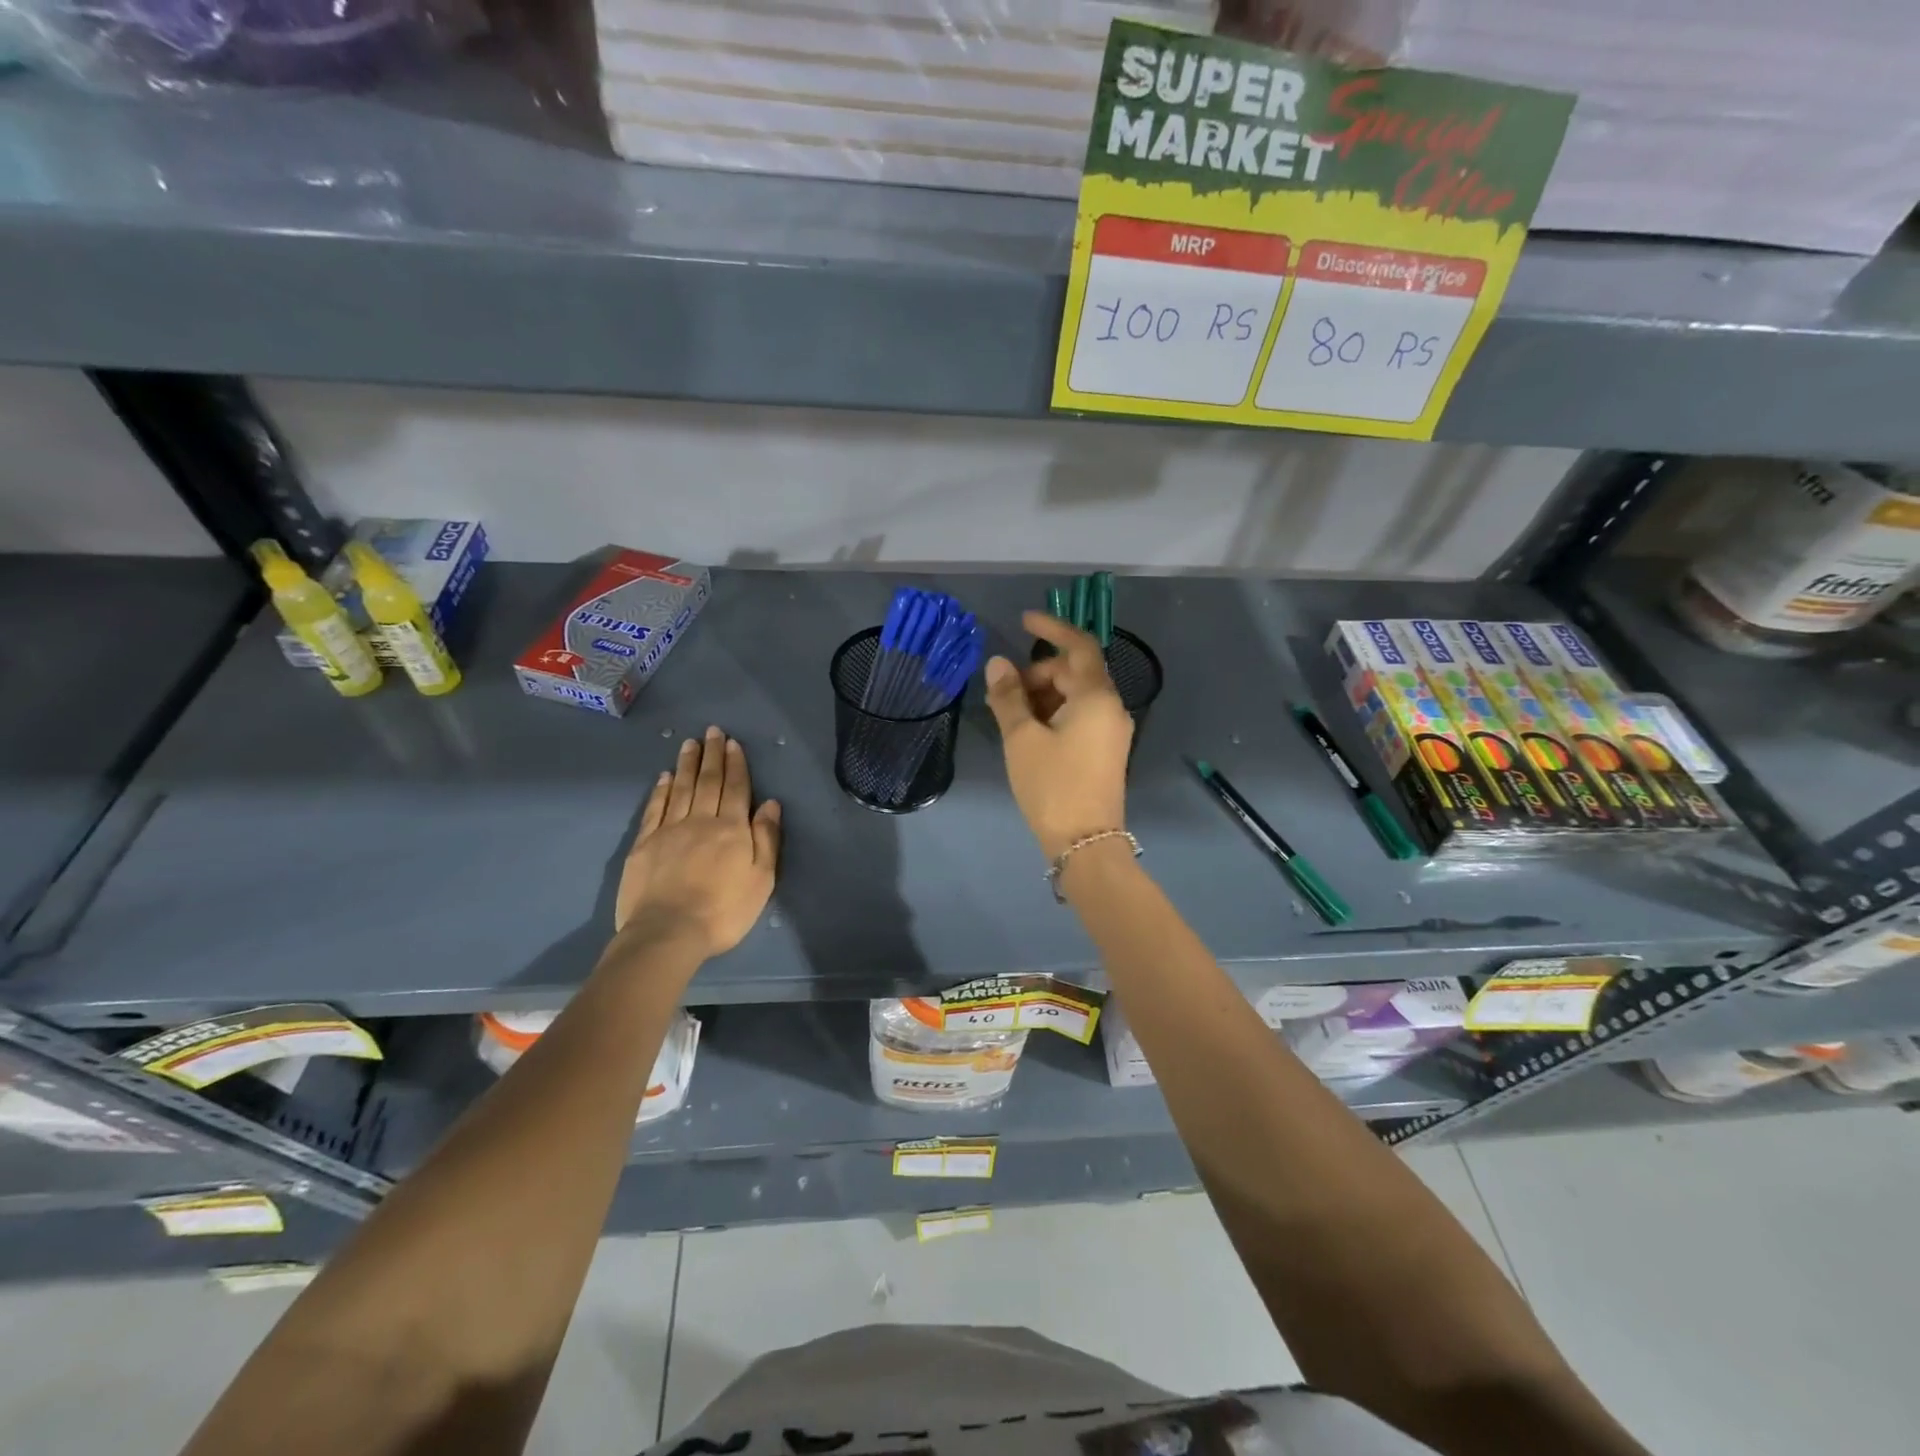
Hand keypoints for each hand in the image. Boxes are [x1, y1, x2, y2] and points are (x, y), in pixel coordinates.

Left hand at [615, 726, 781, 959]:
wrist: (667, 933)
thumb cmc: (723, 911)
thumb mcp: (761, 880)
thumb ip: (767, 839)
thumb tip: (771, 804)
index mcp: (732, 829)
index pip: (736, 788)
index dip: (736, 764)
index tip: (733, 743)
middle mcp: (701, 821)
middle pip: (708, 782)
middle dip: (712, 755)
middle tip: (712, 731)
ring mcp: (669, 830)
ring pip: (680, 789)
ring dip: (686, 764)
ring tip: (690, 743)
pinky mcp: (644, 844)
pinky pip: (655, 809)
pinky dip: (661, 790)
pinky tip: (664, 777)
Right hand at [983, 612, 1132, 860]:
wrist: (1085, 843)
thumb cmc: (1052, 785)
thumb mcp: (1021, 739)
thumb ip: (1008, 697)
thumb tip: (997, 664)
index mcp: (1096, 697)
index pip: (1079, 646)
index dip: (1052, 628)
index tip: (1024, 621)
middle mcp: (1111, 708)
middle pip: (1074, 672)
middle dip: (1038, 673)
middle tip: (1004, 691)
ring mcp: (1112, 731)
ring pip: (1076, 696)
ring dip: (1044, 695)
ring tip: (1010, 714)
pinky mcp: (1105, 751)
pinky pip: (1080, 716)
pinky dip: (1055, 713)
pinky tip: (1029, 731)